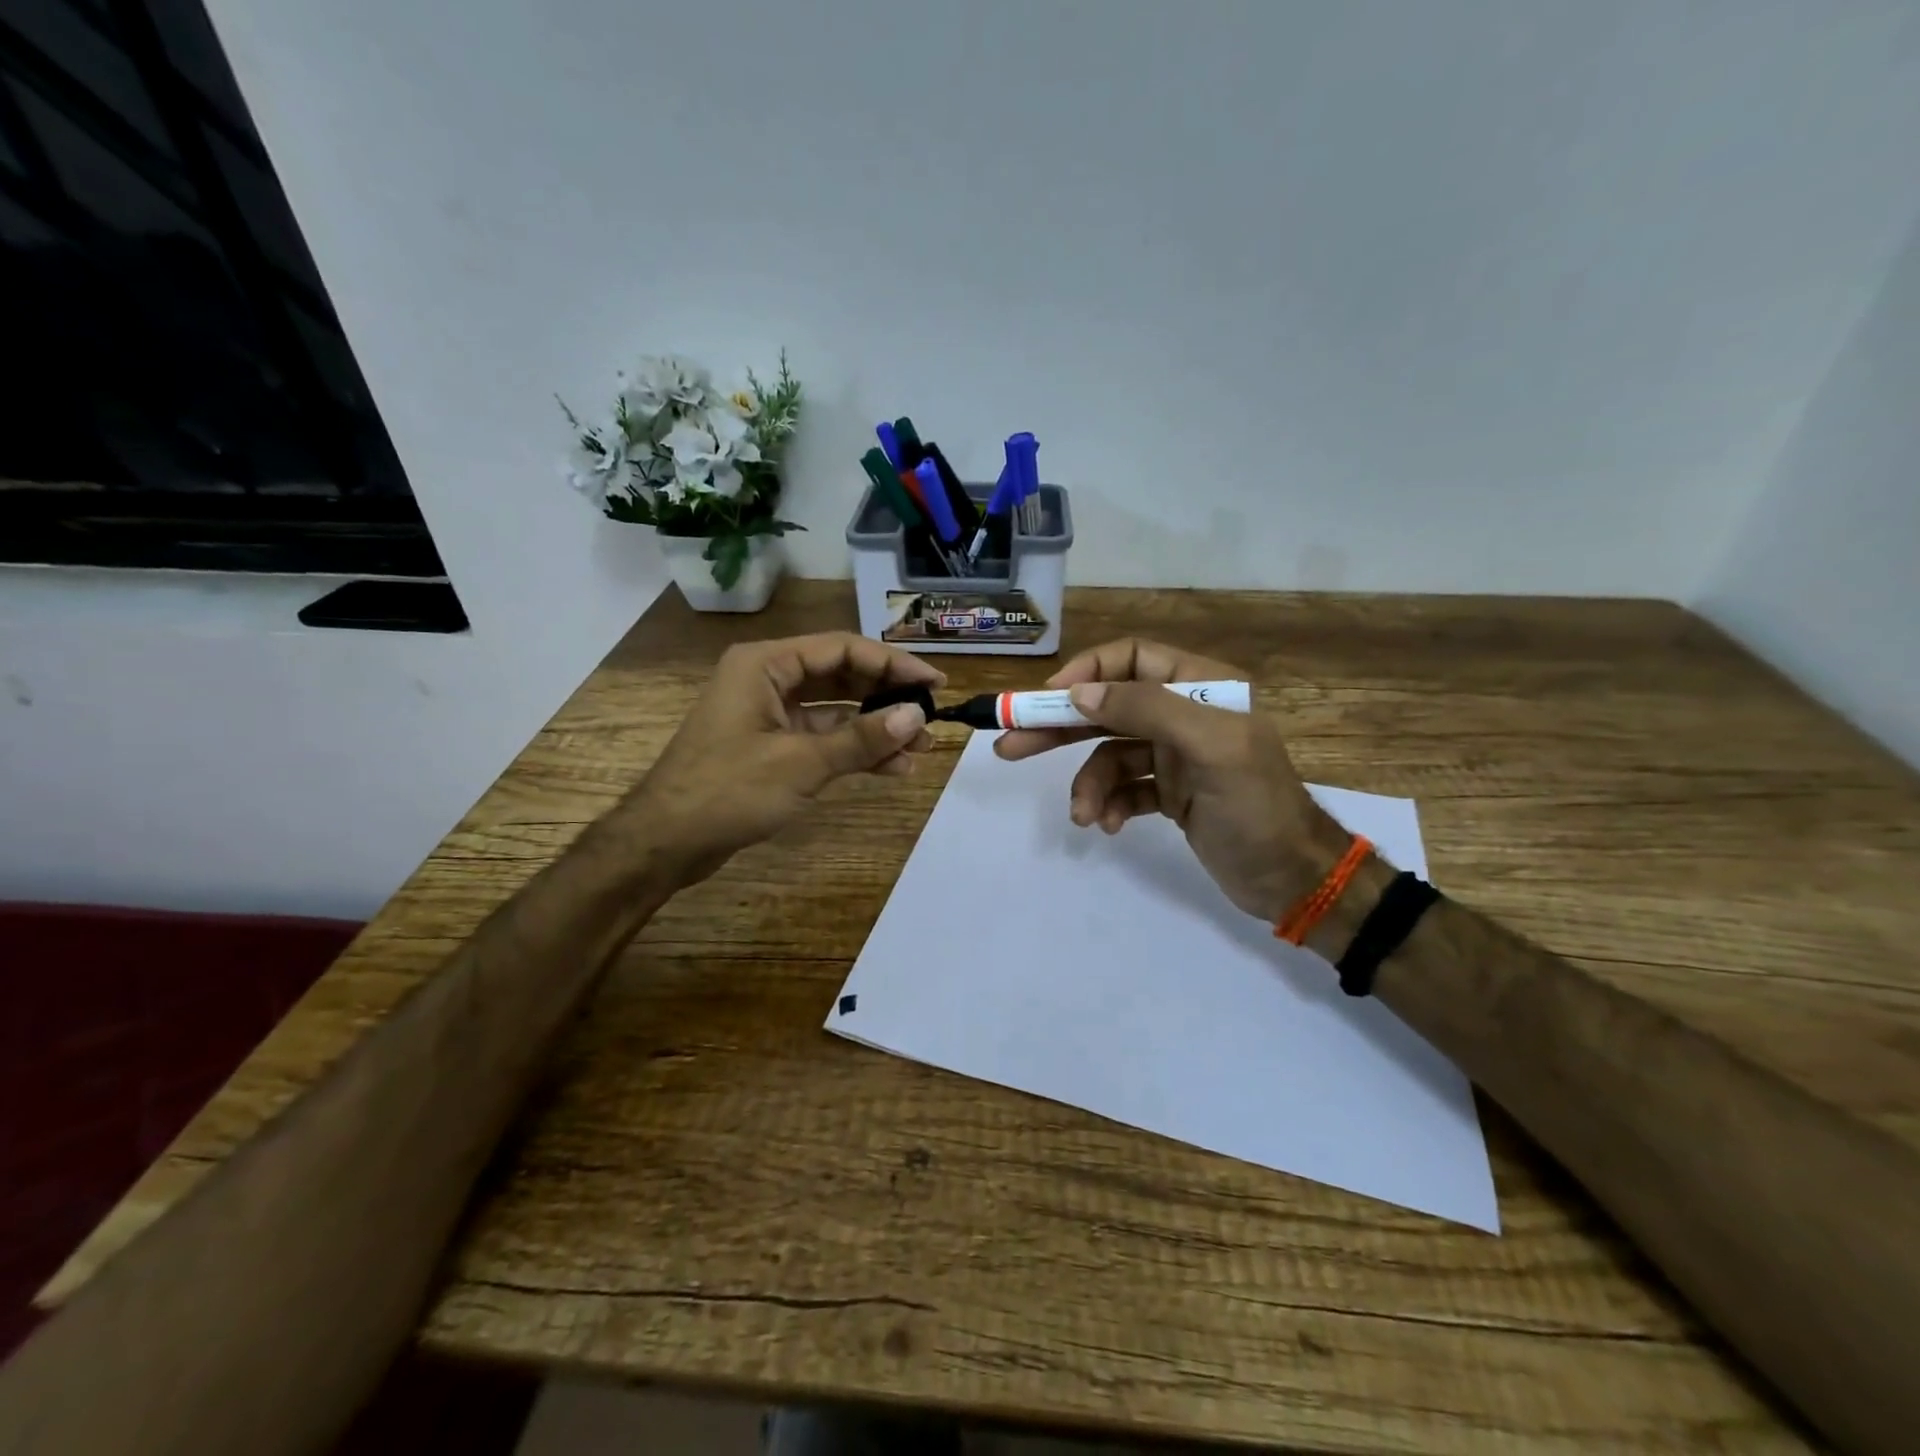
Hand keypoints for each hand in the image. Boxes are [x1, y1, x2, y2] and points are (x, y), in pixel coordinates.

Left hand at [625, 633, 940, 886]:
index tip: (935, 684)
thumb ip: (860, 738)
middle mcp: (768, 679)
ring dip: (876, 728)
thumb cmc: (727, 792)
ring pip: (836, 710)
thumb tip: (915, 716)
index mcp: (766, 664)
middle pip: (842, 676)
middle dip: (887, 698)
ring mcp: (769, 714)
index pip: (843, 649)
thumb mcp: (800, 763)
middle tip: (932, 717)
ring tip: (921, 749)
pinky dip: (854, 751)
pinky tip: (891, 767)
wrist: (664, 843)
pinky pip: (823, 738)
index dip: (894, 664)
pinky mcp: (772, 747)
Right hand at [995, 638, 1344, 922]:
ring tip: (1083, 815)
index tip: (1047, 700)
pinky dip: (1110, 804)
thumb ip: (1146, 709)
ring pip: (1109, 754)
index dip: (1086, 672)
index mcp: (1202, 687)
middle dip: (1061, 728)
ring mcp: (1175, 756)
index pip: (1131, 658)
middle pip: (1108, 706)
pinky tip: (1108, 825)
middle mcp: (1185, 714)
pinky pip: (1123, 788)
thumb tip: (1080, 692)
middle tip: (1010, 746)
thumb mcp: (1209, 748)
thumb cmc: (1256, 807)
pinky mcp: (1170, 793)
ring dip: (1089, 783)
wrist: (1293, 880)